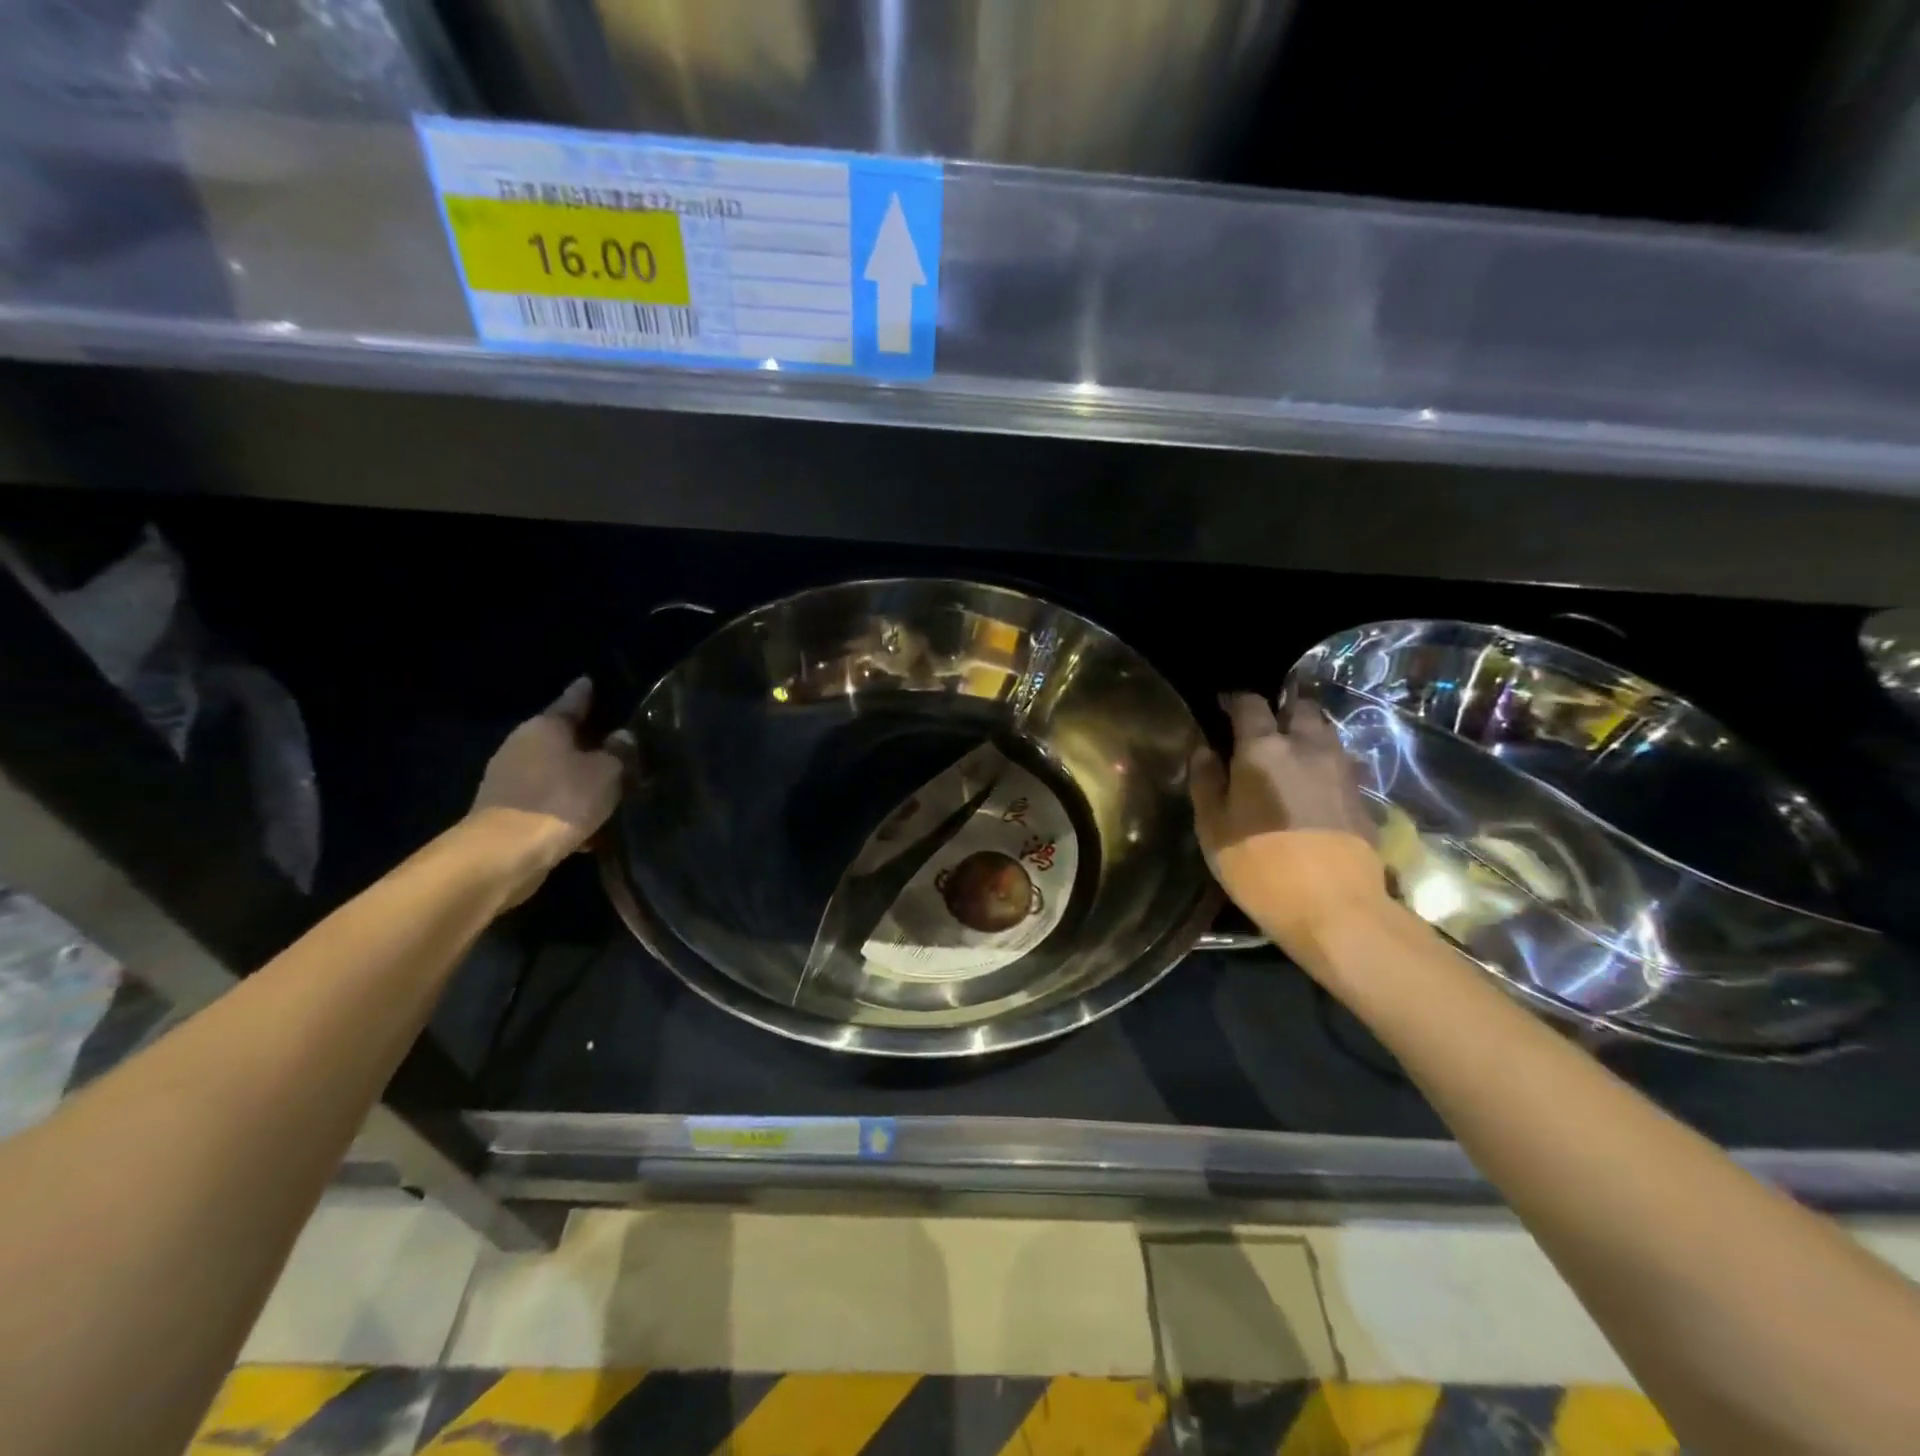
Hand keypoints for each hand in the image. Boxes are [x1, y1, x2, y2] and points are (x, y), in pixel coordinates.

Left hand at [468, 678, 632, 900]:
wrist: (504, 855)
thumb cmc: (560, 801)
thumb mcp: (607, 773)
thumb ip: (620, 753)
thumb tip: (622, 738)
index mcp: (545, 726)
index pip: (572, 700)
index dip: (587, 693)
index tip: (592, 681)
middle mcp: (522, 745)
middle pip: (563, 738)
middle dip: (588, 743)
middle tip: (620, 745)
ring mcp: (510, 780)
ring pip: (556, 773)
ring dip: (579, 781)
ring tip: (611, 791)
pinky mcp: (507, 813)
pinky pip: (548, 803)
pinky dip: (568, 810)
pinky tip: (591, 828)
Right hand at [1189, 693, 1390, 961]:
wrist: (1336, 908)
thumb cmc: (1260, 866)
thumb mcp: (1213, 828)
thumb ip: (1206, 782)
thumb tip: (1205, 750)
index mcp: (1264, 748)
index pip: (1250, 703)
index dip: (1234, 701)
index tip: (1222, 709)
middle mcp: (1308, 746)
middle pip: (1299, 707)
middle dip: (1280, 711)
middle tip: (1262, 731)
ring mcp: (1342, 769)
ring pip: (1325, 732)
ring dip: (1306, 734)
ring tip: (1288, 756)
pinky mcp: (1363, 795)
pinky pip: (1341, 762)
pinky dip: (1324, 763)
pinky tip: (1312, 786)